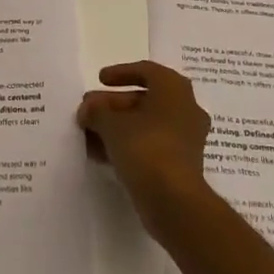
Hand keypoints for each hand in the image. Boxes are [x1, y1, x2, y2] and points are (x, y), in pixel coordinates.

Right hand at [76, 61, 211, 222]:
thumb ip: (96, 111)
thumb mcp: (112, 124)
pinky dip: (128, 146)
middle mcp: (185, 109)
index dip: (120, 72)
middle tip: (88, 110)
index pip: (146, 71)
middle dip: (112, 104)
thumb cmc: (146, 148)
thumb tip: (88, 109)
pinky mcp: (180, 165)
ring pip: (146, 124)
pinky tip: (101, 155)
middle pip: (143, 99)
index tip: (99, 80)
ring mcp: (185, 139)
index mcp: (174, 89)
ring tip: (88, 134)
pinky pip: (150, 146)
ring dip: (117, 127)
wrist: (175, 203)